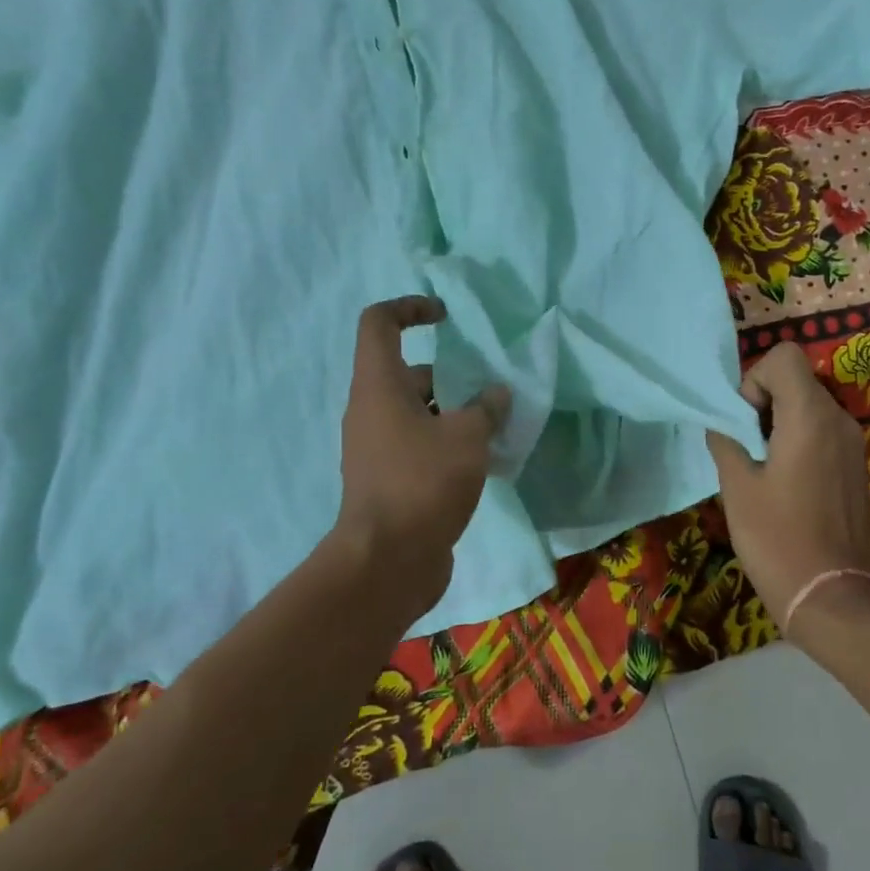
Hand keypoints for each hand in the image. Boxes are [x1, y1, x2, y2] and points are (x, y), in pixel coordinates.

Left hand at [333, 297, 510, 614]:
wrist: (387, 562)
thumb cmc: (423, 483)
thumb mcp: (467, 437)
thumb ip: (486, 408)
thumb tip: (496, 393)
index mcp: (378, 387)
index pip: (379, 324)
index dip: (411, 308)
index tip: (447, 318)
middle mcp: (371, 411)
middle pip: (410, 373)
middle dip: (453, 377)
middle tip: (493, 392)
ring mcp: (378, 448)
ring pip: (420, 413)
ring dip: (457, 414)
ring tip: (498, 428)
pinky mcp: (390, 479)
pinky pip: (421, 445)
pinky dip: (449, 444)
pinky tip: (485, 461)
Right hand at [707, 342, 869, 637]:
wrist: (831, 597)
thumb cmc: (777, 539)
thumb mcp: (737, 486)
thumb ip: (726, 440)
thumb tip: (723, 421)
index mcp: (811, 416)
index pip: (783, 357)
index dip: (755, 378)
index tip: (744, 420)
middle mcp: (839, 420)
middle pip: (796, 380)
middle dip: (764, 401)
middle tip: (746, 446)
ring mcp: (853, 444)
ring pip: (809, 406)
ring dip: (780, 422)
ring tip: (762, 467)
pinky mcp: (856, 466)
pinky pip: (823, 432)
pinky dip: (799, 440)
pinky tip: (785, 483)